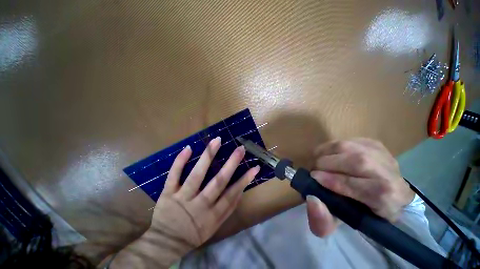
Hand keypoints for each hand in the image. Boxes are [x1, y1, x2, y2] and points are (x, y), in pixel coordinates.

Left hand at [150, 137, 259, 251]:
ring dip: (208, 157)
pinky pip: (174, 175)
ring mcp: (183, 197)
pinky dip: (180, 162)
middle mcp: (201, 204)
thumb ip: (224, 212)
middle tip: (240, 149)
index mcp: (214, 215)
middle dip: (231, 164)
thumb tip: (237, 193)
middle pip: (218, 182)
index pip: (232, 195)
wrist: (168, 241)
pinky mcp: (169, 193)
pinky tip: (188, 148)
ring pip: (197, 175)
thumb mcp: (213, 229)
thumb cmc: (192, 236)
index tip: (254, 167)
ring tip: (217, 141)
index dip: (244, 180)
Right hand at [306, 138, 414, 237]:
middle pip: (355, 161)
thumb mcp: (346, 227)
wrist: (397, 200)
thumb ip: (325, 222)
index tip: (313, 179)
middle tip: (314, 170)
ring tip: (318, 158)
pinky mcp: (379, 145)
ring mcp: (384, 155)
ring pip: (355, 147)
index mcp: (381, 196)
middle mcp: (386, 172)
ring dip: (331, 150)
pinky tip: (331, 153)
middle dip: (328, 163)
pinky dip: (339, 145)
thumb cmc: (371, 218)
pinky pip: (355, 140)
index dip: (331, 180)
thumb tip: (311, 200)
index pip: (354, 185)